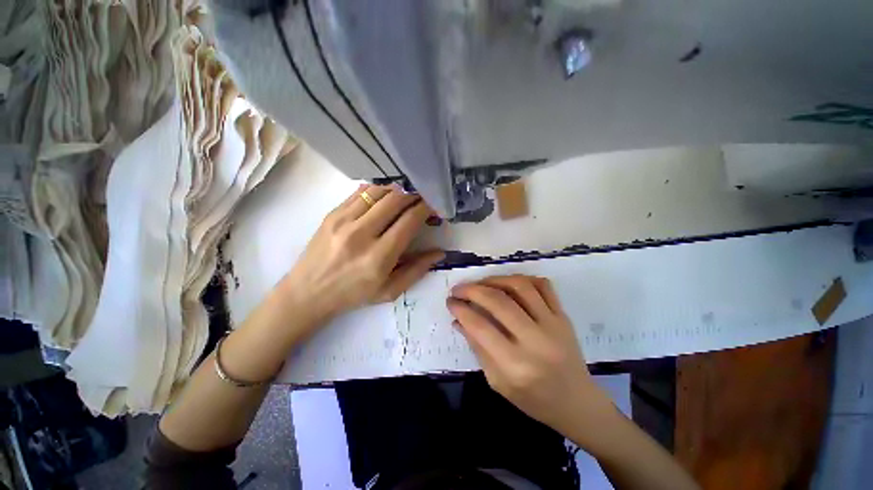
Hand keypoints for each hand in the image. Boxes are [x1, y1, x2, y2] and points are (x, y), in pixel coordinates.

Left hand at [276, 184, 442, 330]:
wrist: (308, 292)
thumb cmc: (353, 295)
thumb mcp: (390, 291)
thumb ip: (417, 270)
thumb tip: (440, 252)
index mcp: (379, 257)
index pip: (409, 221)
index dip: (426, 208)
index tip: (434, 205)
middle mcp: (361, 234)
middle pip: (395, 200)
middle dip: (415, 194)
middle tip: (424, 197)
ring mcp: (343, 220)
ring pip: (378, 191)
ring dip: (397, 189)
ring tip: (407, 194)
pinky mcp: (332, 214)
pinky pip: (360, 192)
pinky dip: (378, 189)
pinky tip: (386, 194)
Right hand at [447, 275, 612, 434]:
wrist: (577, 402)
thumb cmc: (533, 399)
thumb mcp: (497, 382)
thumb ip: (477, 348)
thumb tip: (459, 320)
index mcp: (515, 365)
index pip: (480, 326)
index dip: (461, 309)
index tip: (450, 302)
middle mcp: (535, 341)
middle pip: (498, 302)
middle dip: (472, 290)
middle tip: (459, 289)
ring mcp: (553, 325)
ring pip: (520, 287)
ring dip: (495, 279)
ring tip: (481, 283)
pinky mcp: (563, 316)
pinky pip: (543, 286)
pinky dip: (523, 279)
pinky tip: (508, 283)